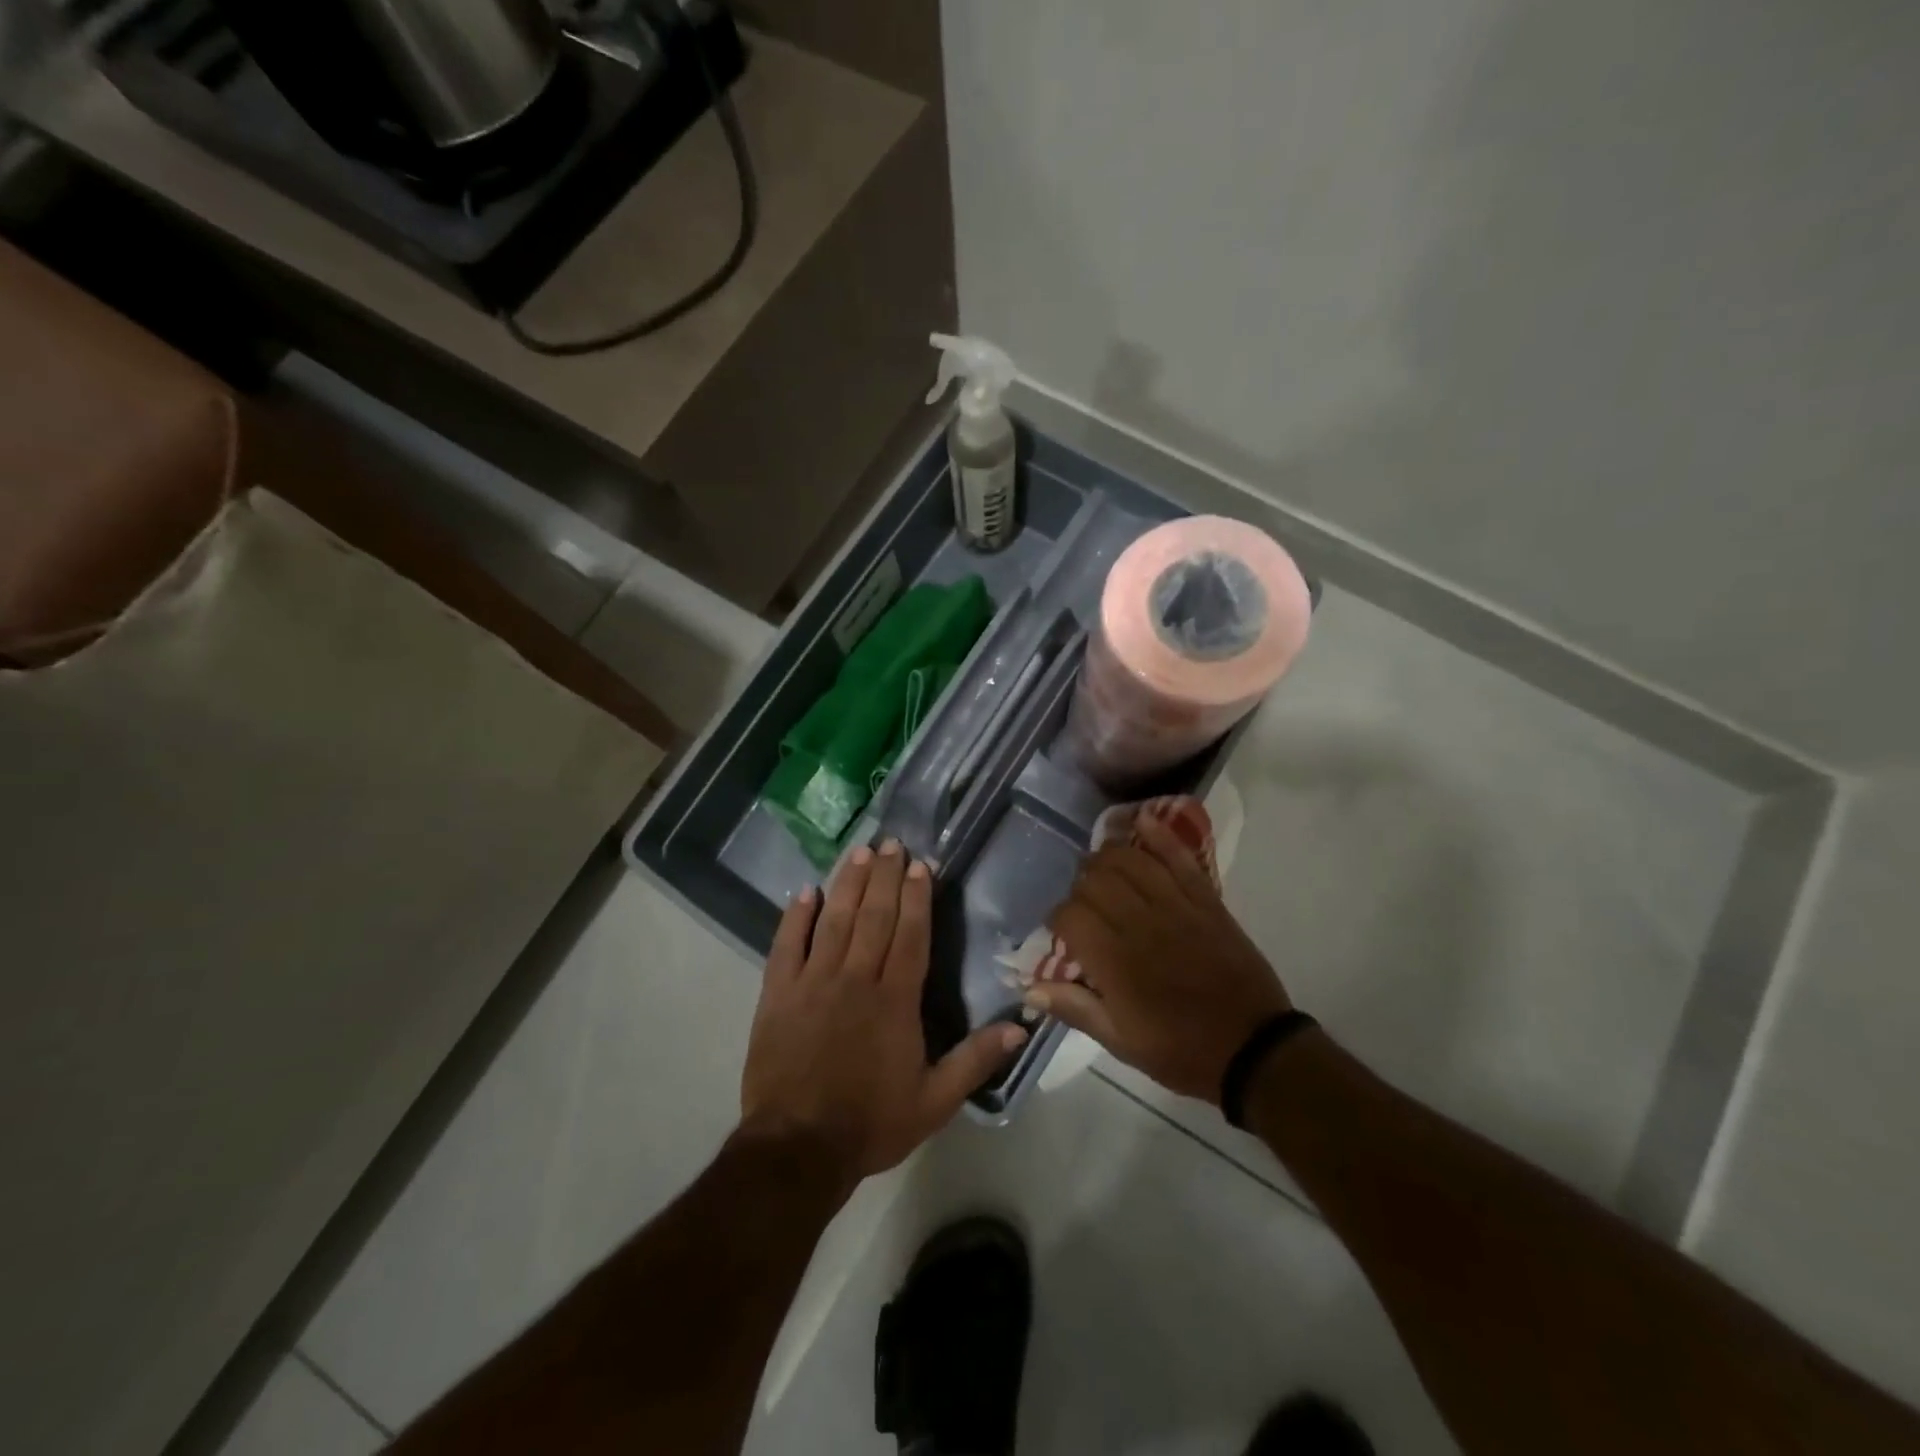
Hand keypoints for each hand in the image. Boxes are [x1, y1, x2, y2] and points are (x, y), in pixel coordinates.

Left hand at [740, 840, 1027, 1188]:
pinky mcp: (778, 994)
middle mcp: (855, 978)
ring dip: (848, 884)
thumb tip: (1021, 1026)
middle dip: (885, 876)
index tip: (920, 864)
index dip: (917, 897)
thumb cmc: (871, 1122)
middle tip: (892, 843)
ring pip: (835, 920)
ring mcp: (813, 982)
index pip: (910, 934)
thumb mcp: (934, 1101)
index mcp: (895, 1000)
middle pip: (874, 916)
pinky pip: (787, 945)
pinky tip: (805, 892)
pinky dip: (796, 916)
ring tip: (859, 852)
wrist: (797, 1149)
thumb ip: (975, 1059)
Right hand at [1030, 815, 1290, 1105]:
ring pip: (1129, 859)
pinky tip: (1142, 822)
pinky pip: (1178, 857)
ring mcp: (1175, 906)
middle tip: (1085, 903)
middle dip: (1080, 885)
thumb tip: (1029, 988)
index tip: (1063, 931)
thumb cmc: (1180, 1051)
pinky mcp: (1205, 900)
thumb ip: (1075, 1009)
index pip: (1069, 915)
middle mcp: (1139, 924)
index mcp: (1114, 961)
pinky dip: (1159, 834)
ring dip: (1109, 855)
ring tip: (1103, 866)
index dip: (1058, 918)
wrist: (1253, 1049)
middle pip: (1094, 879)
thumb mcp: (1120, 1043)